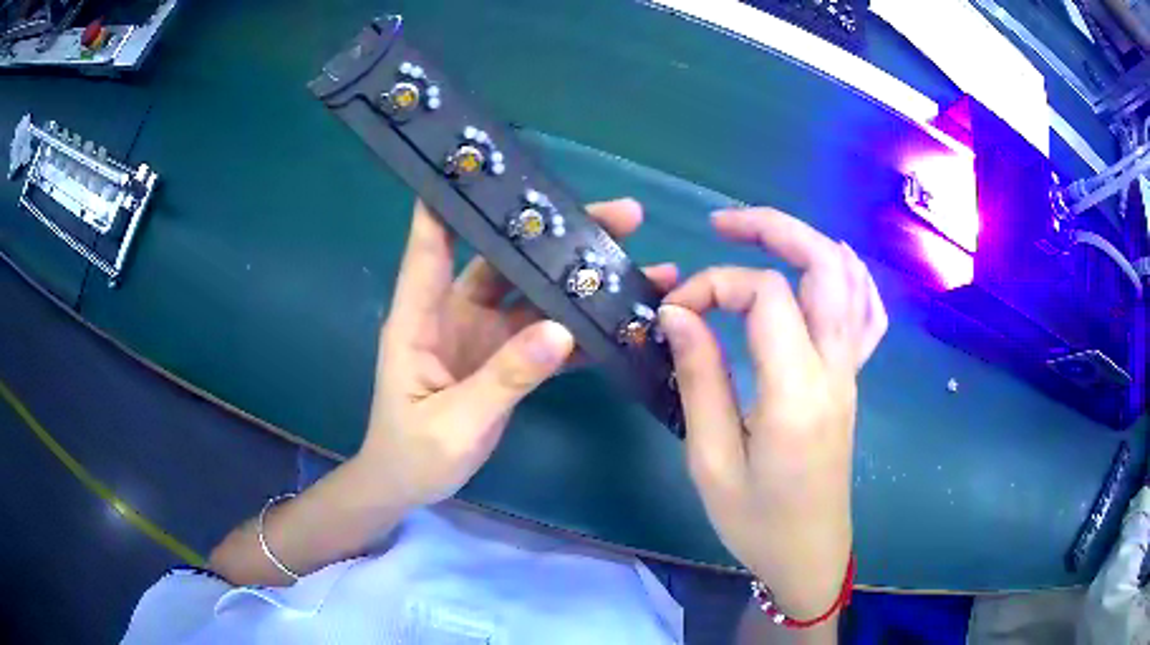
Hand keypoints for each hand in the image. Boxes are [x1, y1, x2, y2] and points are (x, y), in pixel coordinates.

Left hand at [358, 198, 677, 508]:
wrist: (408, 486)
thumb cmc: (412, 454)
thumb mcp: (454, 423)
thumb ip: (504, 379)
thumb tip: (560, 330)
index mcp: (420, 317)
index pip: (431, 244)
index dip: (451, 200)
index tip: (489, 165)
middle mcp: (453, 313)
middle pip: (505, 260)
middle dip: (556, 236)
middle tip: (621, 216)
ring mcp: (482, 335)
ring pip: (533, 293)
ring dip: (578, 279)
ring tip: (638, 264)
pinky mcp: (503, 359)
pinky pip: (544, 335)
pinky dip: (577, 329)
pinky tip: (617, 322)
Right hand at [658, 208, 886, 619]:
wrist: (809, 555)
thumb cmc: (756, 521)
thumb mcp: (712, 461)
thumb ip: (699, 379)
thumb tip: (678, 314)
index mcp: (798, 392)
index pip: (766, 295)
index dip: (713, 286)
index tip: (675, 313)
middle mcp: (835, 369)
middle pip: (824, 264)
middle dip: (773, 228)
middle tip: (720, 225)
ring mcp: (852, 372)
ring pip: (850, 279)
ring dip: (807, 243)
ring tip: (761, 237)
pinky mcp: (853, 382)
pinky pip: (868, 314)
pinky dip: (849, 277)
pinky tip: (827, 266)